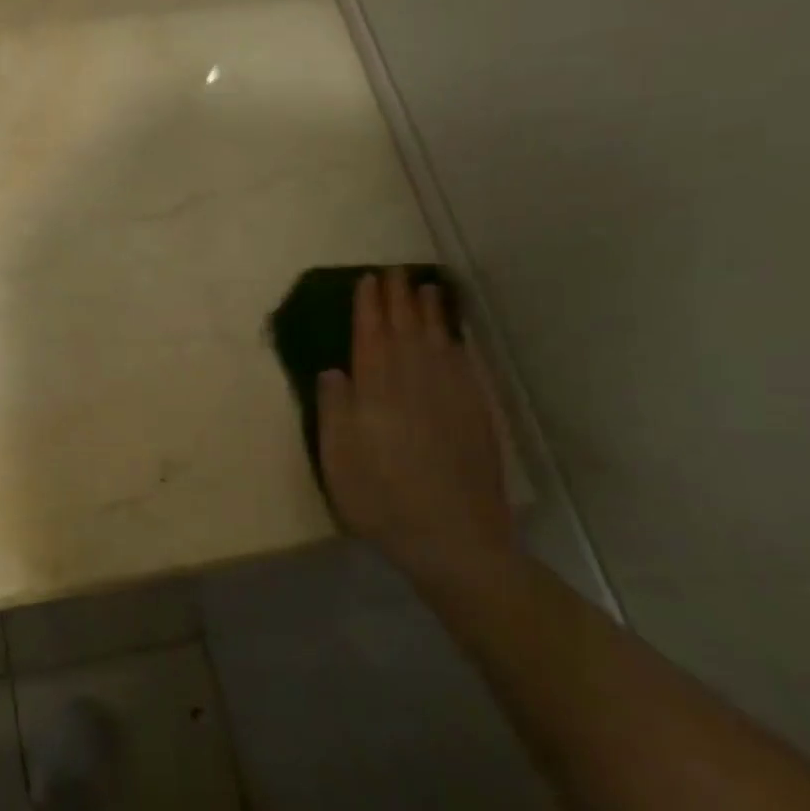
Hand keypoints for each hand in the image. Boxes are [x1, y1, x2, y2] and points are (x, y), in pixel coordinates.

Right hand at [317, 269, 514, 571]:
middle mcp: (415, 383)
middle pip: (406, 331)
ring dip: (431, 312)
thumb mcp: (338, 460)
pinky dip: (458, 343)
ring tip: (427, 287)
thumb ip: (334, 411)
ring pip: (439, 342)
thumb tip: (332, 371)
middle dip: (399, 298)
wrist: (455, 539)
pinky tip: (455, 336)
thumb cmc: (382, 500)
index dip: (369, 307)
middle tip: (395, 271)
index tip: (367, 280)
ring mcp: (451, 397)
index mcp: (377, 392)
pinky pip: (465, 365)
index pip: (372, 337)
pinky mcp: (477, 415)